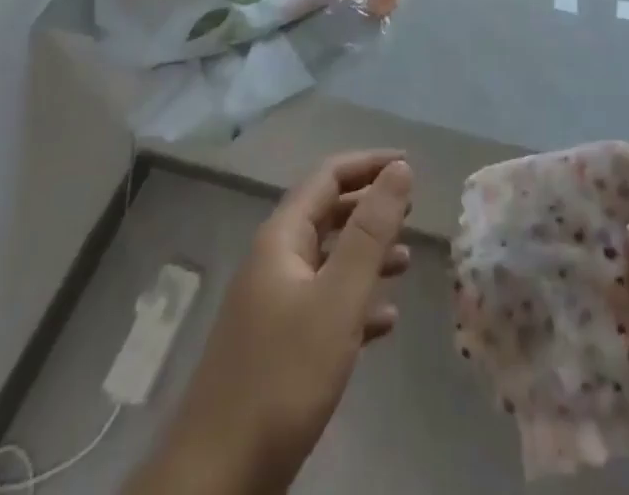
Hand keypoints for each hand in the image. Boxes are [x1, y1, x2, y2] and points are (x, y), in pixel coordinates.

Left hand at [132, 151, 413, 494]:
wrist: (215, 480)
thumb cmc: (282, 376)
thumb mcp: (337, 299)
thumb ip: (370, 232)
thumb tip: (399, 169)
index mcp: (282, 238)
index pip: (328, 176)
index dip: (369, 164)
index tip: (409, 166)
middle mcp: (274, 262)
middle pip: (327, 215)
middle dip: (370, 208)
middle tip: (413, 211)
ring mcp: (272, 306)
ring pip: (328, 262)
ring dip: (367, 255)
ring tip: (406, 262)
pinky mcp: (277, 348)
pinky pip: (323, 306)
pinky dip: (356, 303)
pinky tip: (385, 322)